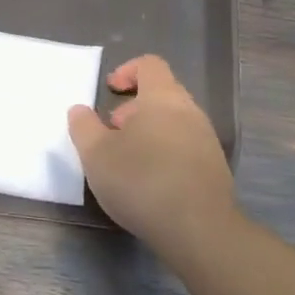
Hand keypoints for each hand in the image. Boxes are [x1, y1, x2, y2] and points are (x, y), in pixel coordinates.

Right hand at [69, 55, 233, 248]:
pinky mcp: (215, 169)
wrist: (199, 230)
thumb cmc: (141, 181)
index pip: (150, 65)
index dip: (127, 71)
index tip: (110, 91)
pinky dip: (165, 153)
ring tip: (128, 160)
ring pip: (174, 122)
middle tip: (112, 131)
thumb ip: (83, 127)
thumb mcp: (96, 154)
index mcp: (163, 98)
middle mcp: (190, 112)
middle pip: (163, 93)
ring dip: (149, 132)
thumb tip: (79, 110)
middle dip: (134, 107)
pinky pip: (186, 147)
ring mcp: (207, 140)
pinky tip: (150, 183)